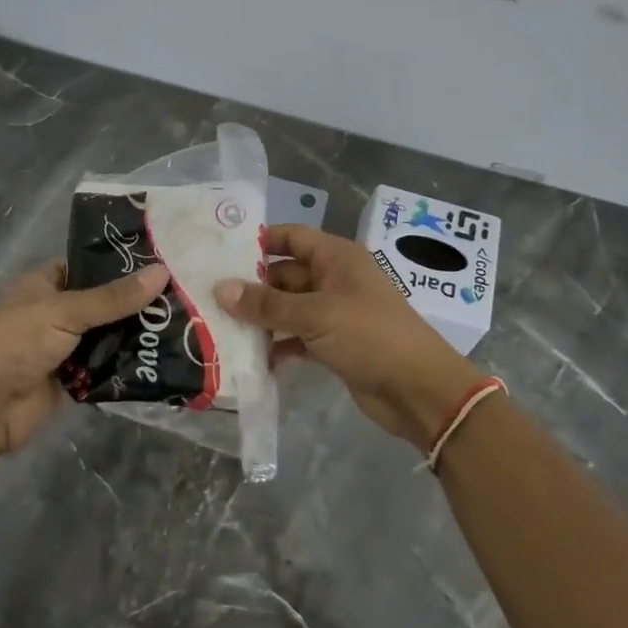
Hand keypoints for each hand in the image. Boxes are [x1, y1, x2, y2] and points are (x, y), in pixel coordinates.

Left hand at [0, 259, 170, 454]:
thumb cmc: (18, 342)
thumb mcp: (66, 310)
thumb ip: (113, 297)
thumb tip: (162, 272)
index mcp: (42, 284)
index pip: (85, 266)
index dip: (117, 264)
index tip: (159, 262)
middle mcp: (52, 312)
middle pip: (100, 304)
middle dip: (134, 304)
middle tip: (180, 296)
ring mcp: (62, 347)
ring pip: (105, 336)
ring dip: (133, 335)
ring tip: (180, 324)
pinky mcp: (70, 380)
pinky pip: (104, 368)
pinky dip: (125, 365)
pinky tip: (160, 358)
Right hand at [215, 224, 481, 447]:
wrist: (419, 390)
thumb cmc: (370, 336)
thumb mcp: (315, 315)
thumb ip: (266, 304)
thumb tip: (220, 289)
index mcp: (336, 258)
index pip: (291, 237)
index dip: (259, 242)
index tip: (219, 251)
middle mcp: (334, 279)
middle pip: (284, 275)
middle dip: (251, 287)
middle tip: (209, 296)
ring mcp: (335, 313)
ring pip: (288, 308)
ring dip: (261, 319)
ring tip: (219, 327)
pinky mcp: (334, 345)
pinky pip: (297, 338)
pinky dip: (278, 346)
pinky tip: (251, 359)